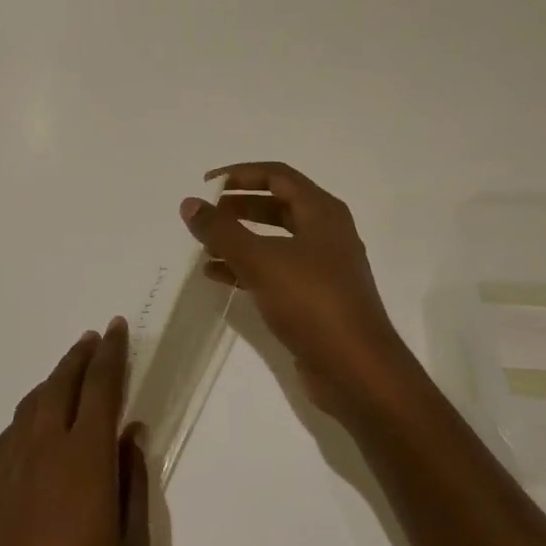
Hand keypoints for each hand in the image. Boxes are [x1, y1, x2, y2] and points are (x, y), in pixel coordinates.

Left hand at [0, 318, 150, 545]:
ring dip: (54, 380)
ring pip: (33, 404)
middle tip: (96, 338)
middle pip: (62, 384)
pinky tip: (38, 422)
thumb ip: (133, 484)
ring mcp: (7, 468)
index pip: (101, 387)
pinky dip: (31, 412)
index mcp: (85, 460)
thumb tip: (133, 435)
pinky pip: (12, 432)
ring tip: (70, 372)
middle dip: (81, 356)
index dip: (112, 354)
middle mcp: (43, 449)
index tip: (119, 327)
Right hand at [181, 161, 416, 420]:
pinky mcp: (315, 298)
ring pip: (274, 241)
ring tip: (203, 247)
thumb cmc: (312, 303)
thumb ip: (221, 231)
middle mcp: (326, 233)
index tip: (205, 185)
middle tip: (204, 216)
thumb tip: (190, 203)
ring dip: (239, 239)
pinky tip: (216, 277)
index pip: (277, 176)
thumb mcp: (261, 261)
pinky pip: (275, 271)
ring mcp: (322, 267)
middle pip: (276, 206)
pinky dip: (246, 268)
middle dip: (238, 207)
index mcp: (322, 212)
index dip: (239, 174)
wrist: (356, 370)